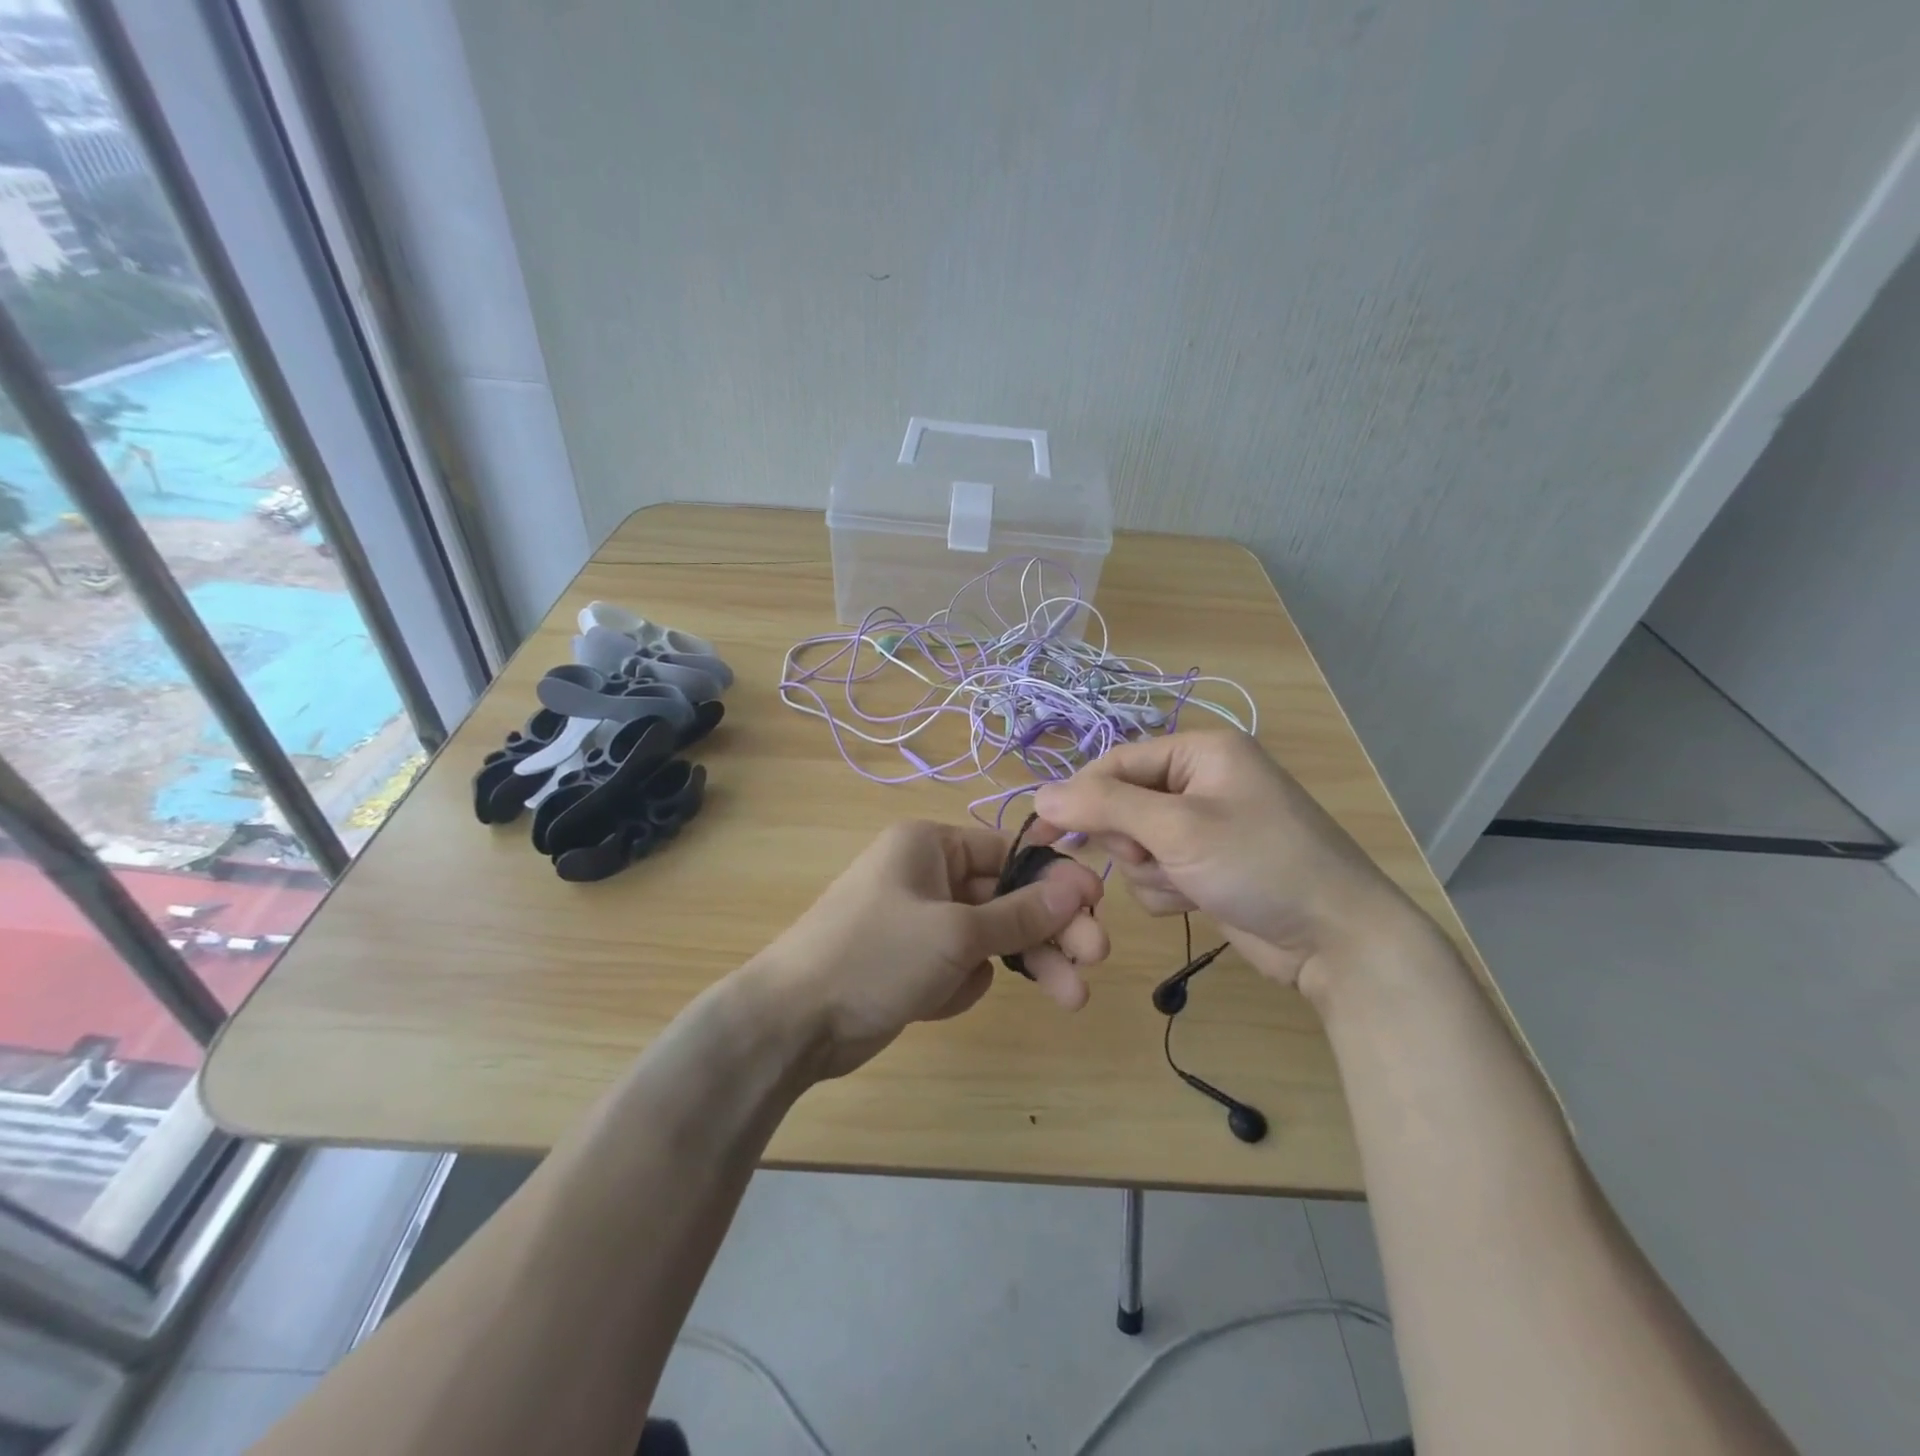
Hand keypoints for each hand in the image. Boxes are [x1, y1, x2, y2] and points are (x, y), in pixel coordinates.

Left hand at [746, 821, 1107, 1078]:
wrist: (793, 1022)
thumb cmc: (875, 955)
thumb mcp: (956, 933)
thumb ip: (1020, 913)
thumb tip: (1078, 886)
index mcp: (930, 846)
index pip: (1008, 852)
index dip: (1054, 878)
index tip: (1097, 904)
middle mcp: (927, 876)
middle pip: (1006, 898)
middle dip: (1049, 930)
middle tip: (1096, 958)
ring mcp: (920, 922)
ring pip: (990, 937)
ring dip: (1023, 963)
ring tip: (1071, 997)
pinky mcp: (913, 963)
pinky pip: (961, 966)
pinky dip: (961, 985)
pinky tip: (937, 1002)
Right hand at [1032, 731, 1429, 993]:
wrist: (1338, 940)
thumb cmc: (1260, 865)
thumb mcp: (1178, 829)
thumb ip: (1105, 807)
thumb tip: (1039, 795)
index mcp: (1199, 752)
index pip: (1116, 763)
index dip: (1078, 797)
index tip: (1042, 833)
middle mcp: (1200, 781)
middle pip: (1122, 805)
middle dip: (1130, 841)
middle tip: (1152, 859)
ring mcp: (1204, 826)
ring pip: (1134, 844)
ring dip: (1149, 871)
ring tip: (1187, 884)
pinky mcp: (1206, 866)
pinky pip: (1156, 871)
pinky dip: (1166, 889)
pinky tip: (1198, 900)